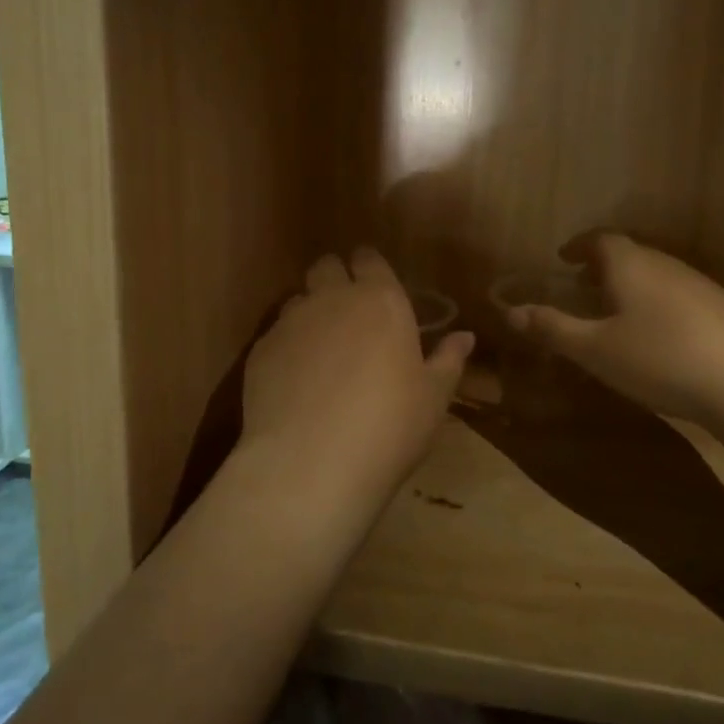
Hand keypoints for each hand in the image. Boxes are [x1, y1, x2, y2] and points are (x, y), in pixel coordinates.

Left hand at [242, 249, 474, 491]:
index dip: (371, 268)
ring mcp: (289, 323)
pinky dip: (287, 348)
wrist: (311, 464)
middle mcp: (331, 299)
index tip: (377, 287)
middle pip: (326, 267)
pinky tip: (295, 383)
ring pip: (298, 300)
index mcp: (380, 301)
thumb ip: (448, 360)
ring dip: (310, 314)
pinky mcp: (259, 351)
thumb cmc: (389, 426)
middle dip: (335, 279)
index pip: (370, 260)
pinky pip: (275, 336)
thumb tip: (464, 336)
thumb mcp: (433, 398)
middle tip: (349, 314)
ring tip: (321, 352)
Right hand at [507, 232, 723, 419]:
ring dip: (631, 287)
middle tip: (582, 288)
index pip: (600, 239)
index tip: (563, 258)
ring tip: (617, 315)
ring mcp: (702, 285)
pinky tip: (660, 339)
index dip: (578, 245)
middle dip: (602, 267)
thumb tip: (509, 311)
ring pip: (656, 276)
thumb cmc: (660, 359)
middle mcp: (666, 265)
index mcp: (631, 265)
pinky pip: (679, 296)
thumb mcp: (595, 349)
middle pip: (629, 254)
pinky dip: (658, 305)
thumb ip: (552, 328)